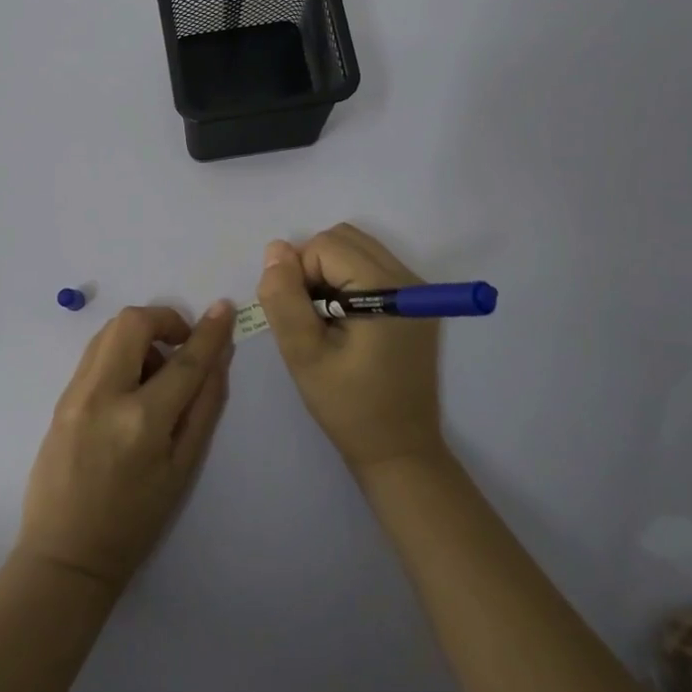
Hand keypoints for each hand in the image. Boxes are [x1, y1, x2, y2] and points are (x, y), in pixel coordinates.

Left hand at [17, 302, 234, 592]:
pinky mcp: (60, 397)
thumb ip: (204, 407)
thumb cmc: (134, 521)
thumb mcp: (182, 469)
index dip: (209, 332)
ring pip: (109, 330)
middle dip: (164, 320)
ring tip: (154, 371)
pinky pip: (94, 353)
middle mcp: (104, 395)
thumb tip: (219, 359)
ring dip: (140, 335)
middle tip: (180, 346)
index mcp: (142, 421)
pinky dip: (119, 351)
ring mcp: (75, 393)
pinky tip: (130, 385)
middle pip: (133, 322)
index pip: (184, 361)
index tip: (224, 308)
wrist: (65, 554)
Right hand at [256, 224, 445, 475]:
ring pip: (356, 249)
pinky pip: (370, 267)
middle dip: (313, 267)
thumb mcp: (304, 355)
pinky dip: (346, 281)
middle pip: (343, 238)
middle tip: (309, 316)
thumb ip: (284, 298)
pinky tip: (342, 322)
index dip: (300, 275)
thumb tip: (275, 249)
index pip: (325, 246)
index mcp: (387, 290)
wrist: (399, 452)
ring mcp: (416, 290)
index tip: (302, 320)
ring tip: (324, 320)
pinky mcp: (415, 304)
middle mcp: (409, 279)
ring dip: (328, 273)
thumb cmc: (349, 407)